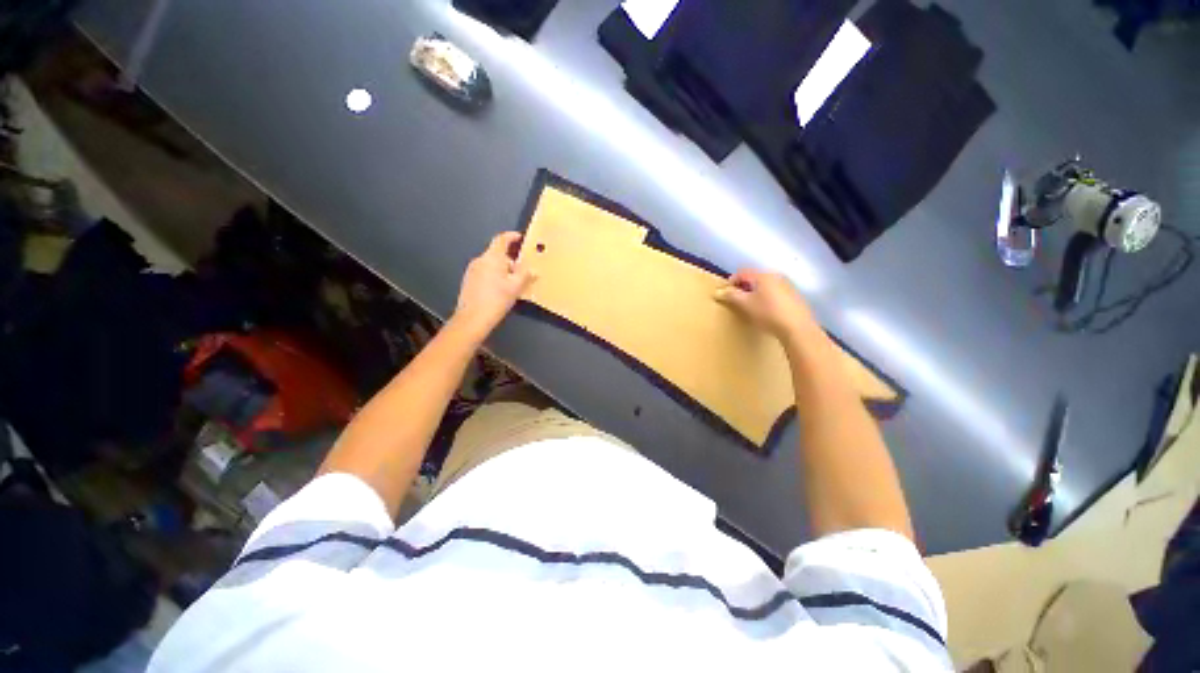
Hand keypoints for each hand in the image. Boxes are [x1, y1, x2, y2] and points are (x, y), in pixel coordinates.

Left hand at [452, 232, 535, 339]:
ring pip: (492, 265)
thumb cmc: (496, 300)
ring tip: (513, 285)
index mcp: (492, 258)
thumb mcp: (516, 287)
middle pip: (498, 254)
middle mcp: (480, 260)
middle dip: (511, 261)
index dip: (511, 237)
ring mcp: (472, 271)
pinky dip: (495, 277)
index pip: (501, 240)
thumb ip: (525, 275)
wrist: (472, 319)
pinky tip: (500, 291)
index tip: (520, 237)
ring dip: (503, 271)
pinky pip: (485, 273)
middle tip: (522, 273)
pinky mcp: (469, 281)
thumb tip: (532, 269)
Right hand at [714, 269, 819, 342]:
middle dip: (744, 287)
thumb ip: (731, 296)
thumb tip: (718, 292)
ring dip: (756, 293)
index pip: (742, 273)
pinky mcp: (795, 297)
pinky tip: (767, 311)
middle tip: (737, 300)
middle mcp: (777, 276)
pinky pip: (776, 293)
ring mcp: (788, 286)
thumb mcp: (745, 304)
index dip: (731, 282)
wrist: (797, 328)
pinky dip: (767, 298)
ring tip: (751, 307)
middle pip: (755, 278)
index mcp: (763, 276)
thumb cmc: (767, 313)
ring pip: (766, 286)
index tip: (725, 294)